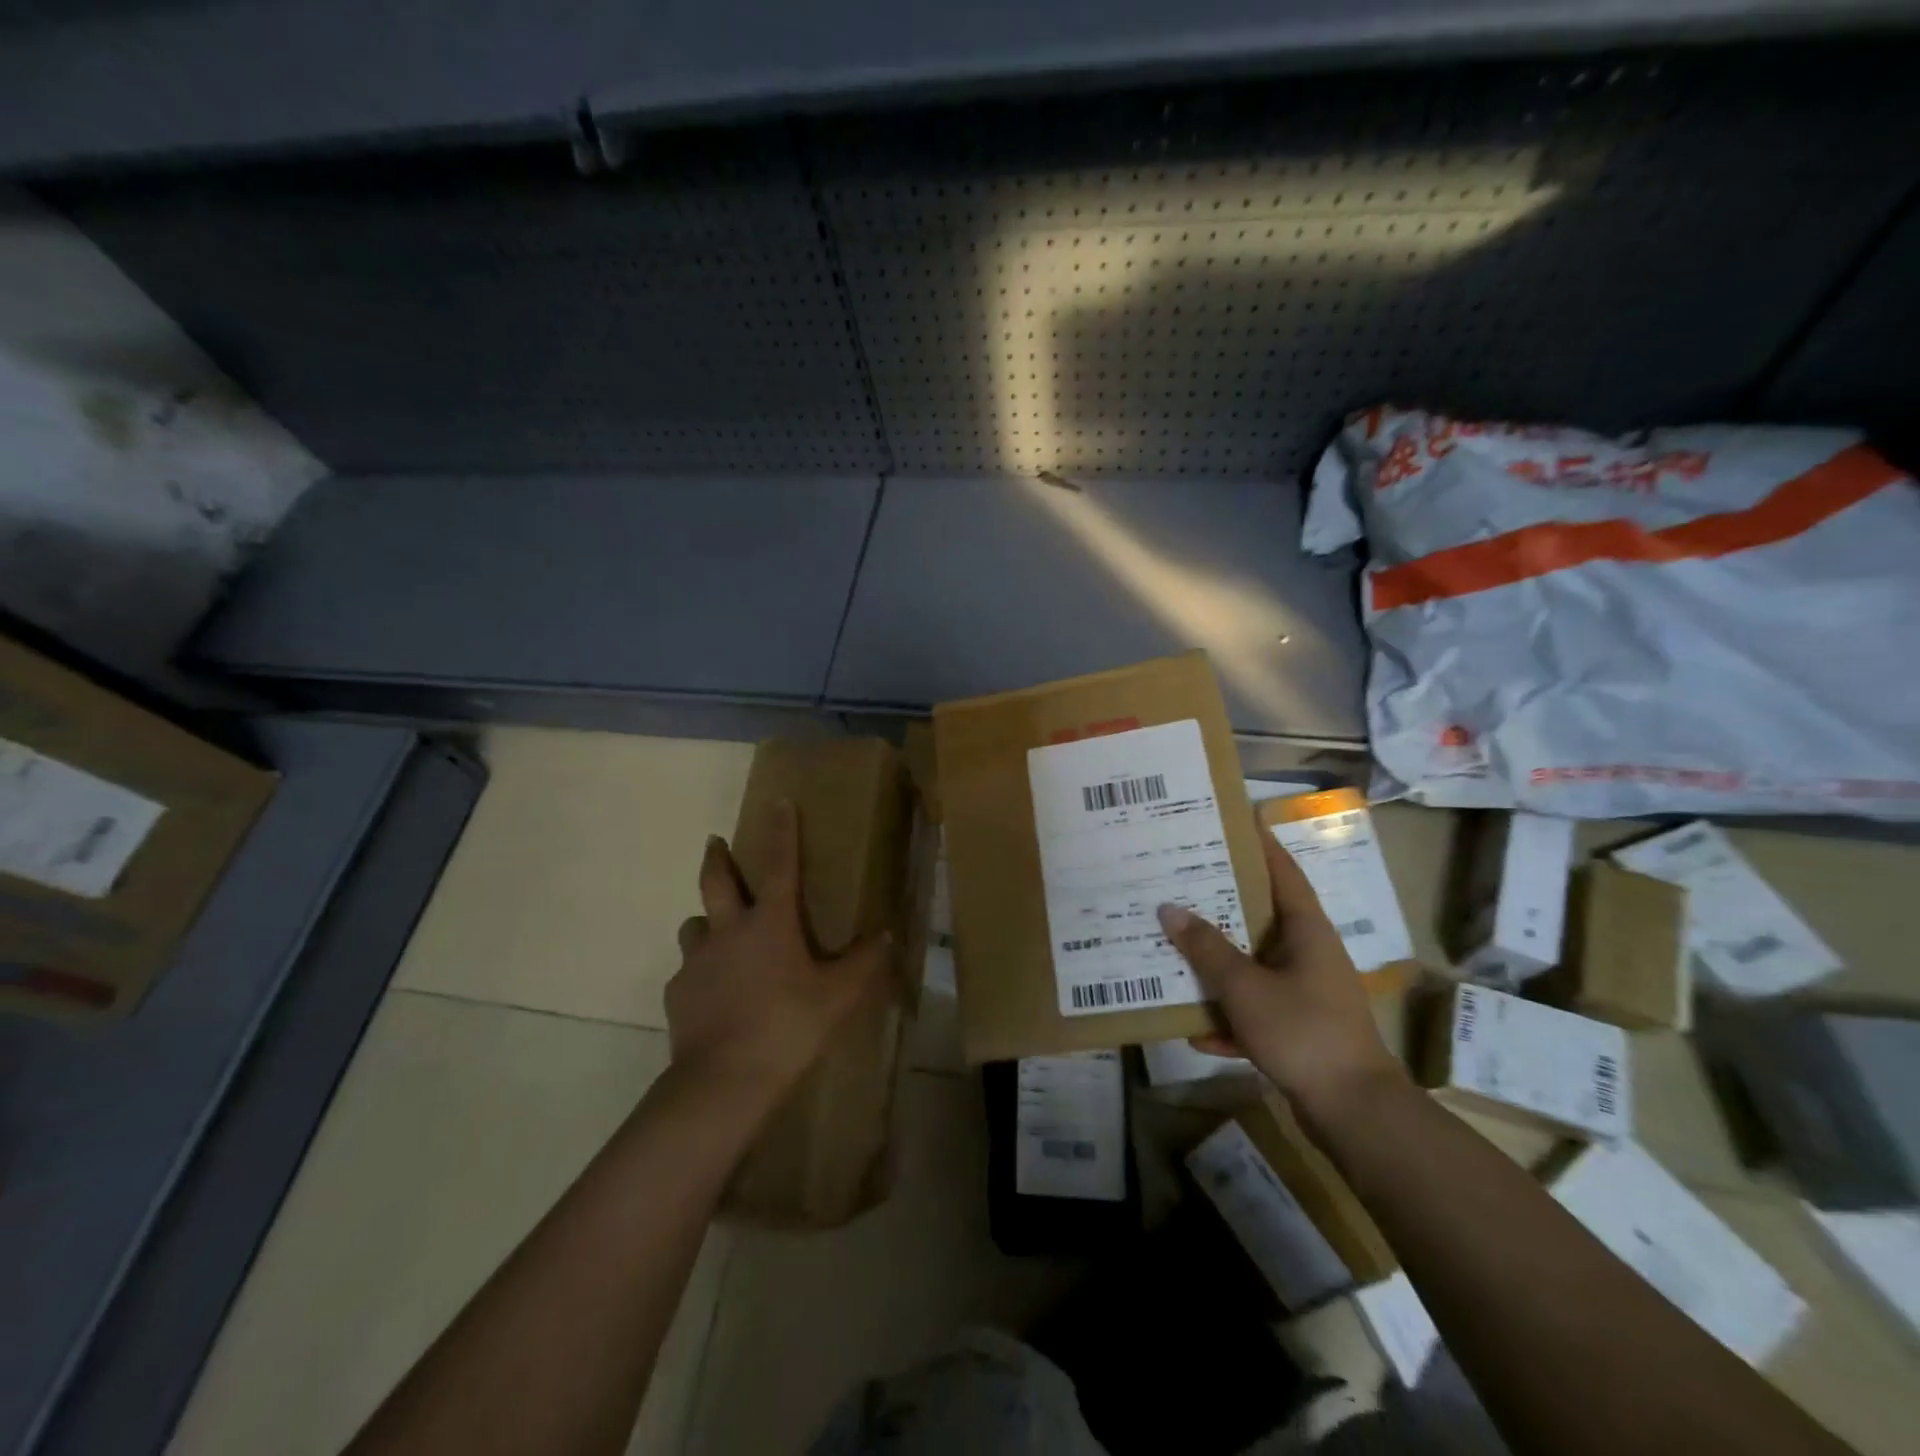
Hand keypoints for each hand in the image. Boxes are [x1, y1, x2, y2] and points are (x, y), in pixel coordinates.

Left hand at [667, 800, 891, 1110]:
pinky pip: (687, 970)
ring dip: (705, 920)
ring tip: (714, 930)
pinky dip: (699, 971)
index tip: (778, 802)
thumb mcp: (838, 997)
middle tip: (714, 842)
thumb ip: (864, 963)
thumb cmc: (788, 1027)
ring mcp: (696, 962)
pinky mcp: (677, 993)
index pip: (779, 865)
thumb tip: (888, 935)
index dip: (781, 831)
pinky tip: (710, 992)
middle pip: (716, 882)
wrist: (724, 1081)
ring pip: (694, 925)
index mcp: (770, 924)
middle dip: (717, 858)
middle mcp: (728, 931)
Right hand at [1156, 821, 1405, 1124]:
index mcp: (1306, 930)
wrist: (1355, 1112)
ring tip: (1175, 947)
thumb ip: (1206, 948)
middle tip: (1180, 880)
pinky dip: (1229, 1018)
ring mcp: (1305, 992)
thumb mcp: (1245, 987)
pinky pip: (1255, 1010)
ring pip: (1253, 965)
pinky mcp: (1299, 1029)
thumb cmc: (1303, 1032)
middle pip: (1260, 916)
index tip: (1230, 821)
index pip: (1282, 871)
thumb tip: (1169, 909)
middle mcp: (1308, 953)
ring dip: (1218, 963)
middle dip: (1221, 902)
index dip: (1259, 844)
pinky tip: (1195, 1030)